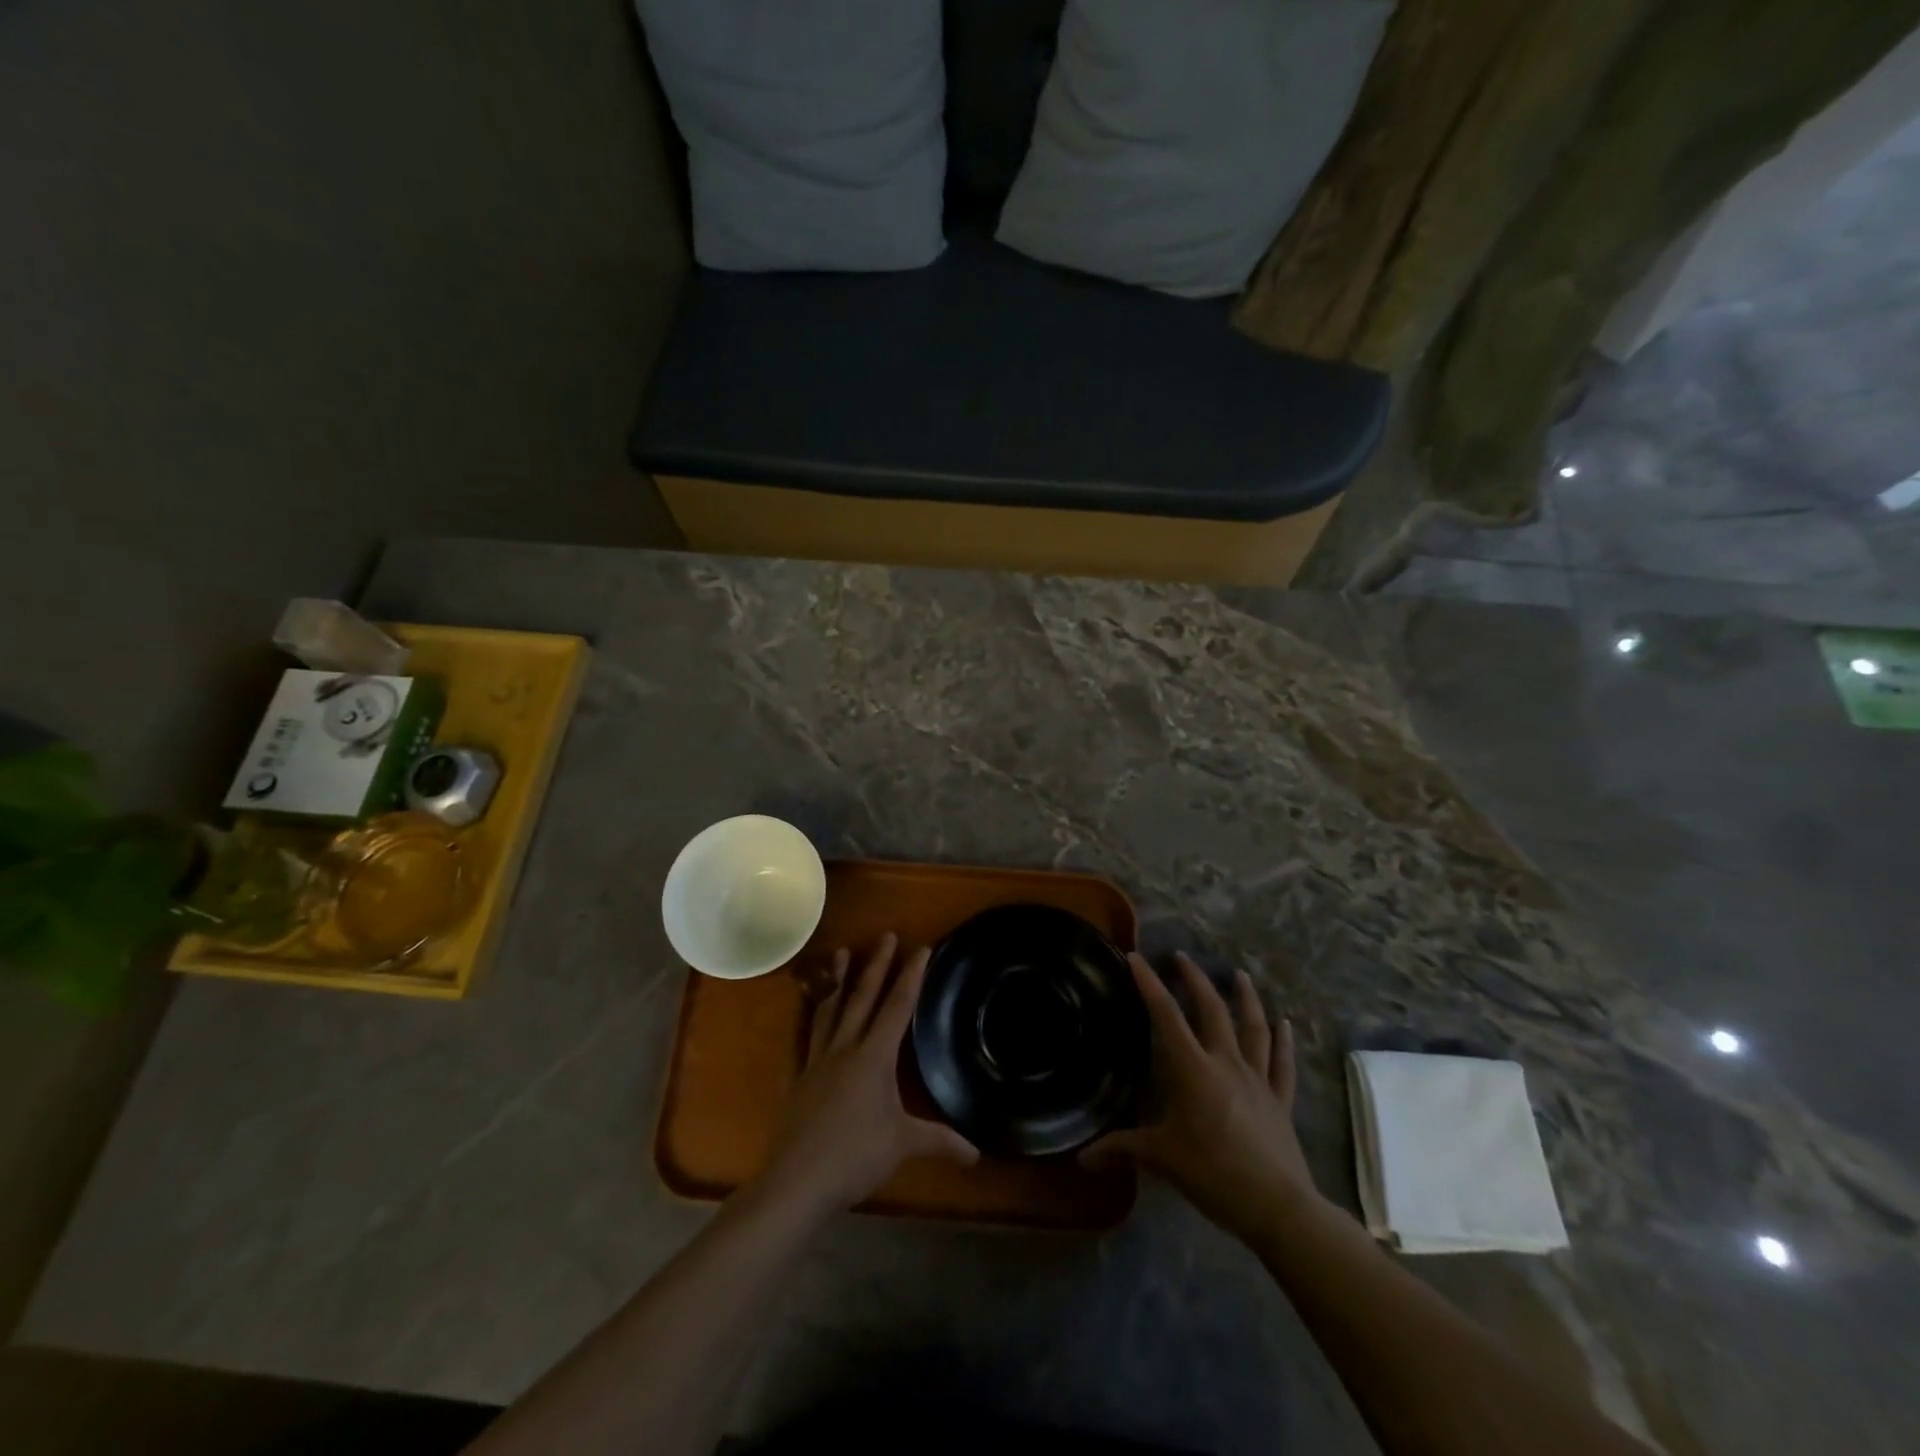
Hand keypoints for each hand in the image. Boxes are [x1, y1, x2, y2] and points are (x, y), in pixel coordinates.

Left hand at [753, 933, 978, 1218]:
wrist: (797, 1180)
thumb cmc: (855, 1156)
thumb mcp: (903, 1145)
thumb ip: (940, 1141)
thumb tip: (976, 1154)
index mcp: (874, 1056)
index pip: (897, 1006)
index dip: (911, 976)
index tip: (921, 947)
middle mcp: (846, 1047)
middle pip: (863, 997)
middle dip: (877, 964)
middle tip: (884, 935)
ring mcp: (818, 1059)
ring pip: (831, 1008)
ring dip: (840, 979)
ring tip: (842, 952)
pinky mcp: (800, 1076)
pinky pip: (807, 1033)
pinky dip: (810, 1013)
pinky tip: (809, 1005)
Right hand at [1082, 952, 1320, 1238]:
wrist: (1278, 1208)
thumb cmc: (1214, 1175)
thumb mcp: (1162, 1159)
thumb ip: (1122, 1149)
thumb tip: (1082, 1158)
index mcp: (1194, 1071)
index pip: (1167, 1017)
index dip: (1150, 985)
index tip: (1137, 958)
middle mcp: (1227, 1063)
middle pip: (1212, 1010)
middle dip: (1195, 980)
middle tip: (1182, 957)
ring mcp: (1258, 1079)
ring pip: (1253, 1027)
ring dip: (1246, 998)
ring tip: (1239, 974)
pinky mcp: (1280, 1100)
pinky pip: (1283, 1064)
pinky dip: (1284, 1041)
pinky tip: (1285, 1023)